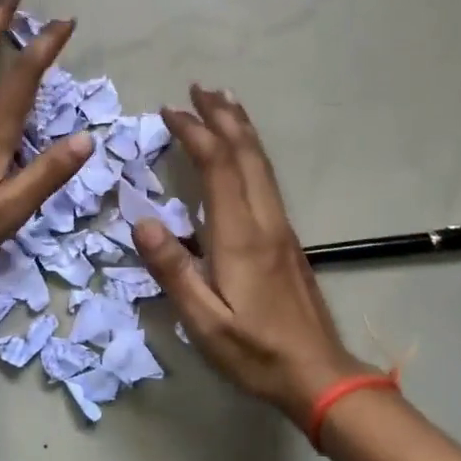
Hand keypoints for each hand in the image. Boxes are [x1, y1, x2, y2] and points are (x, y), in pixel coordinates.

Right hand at [132, 86, 377, 427]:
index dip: (195, 132)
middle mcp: (265, 220)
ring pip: (261, 164)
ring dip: (241, 128)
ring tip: (224, 102)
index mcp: (241, 235)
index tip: (169, 111)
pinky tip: (243, 154)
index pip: (218, 166)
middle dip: (222, 116)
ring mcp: (281, 228)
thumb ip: (173, 270)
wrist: (319, 373)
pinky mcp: (287, 240)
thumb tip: (141, 221)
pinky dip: (251, 153)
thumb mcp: (203, 320)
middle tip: (199, 87)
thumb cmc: (255, 350)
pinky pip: (267, 179)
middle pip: (246, 153)